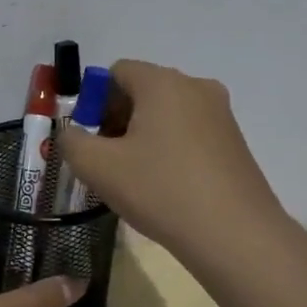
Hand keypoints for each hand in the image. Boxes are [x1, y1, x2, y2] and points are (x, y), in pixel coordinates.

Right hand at [57, 59, 289, 263]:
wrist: (235, 234)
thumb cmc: (160, 190)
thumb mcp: (96, 166)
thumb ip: (71, 141)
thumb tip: (73, 134)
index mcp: (163, 83)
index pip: (116, 71)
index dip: (93, 101)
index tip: (89, 138)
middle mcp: (196, 87)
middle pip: (142, 90)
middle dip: (116, 119)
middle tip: (106, 159)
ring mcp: (221, 115)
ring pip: (166, 114)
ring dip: (142, 136)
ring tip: (134, 177)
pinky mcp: (235, 143)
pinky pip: (189, 133)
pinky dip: (169, 150)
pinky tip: (164, 186)